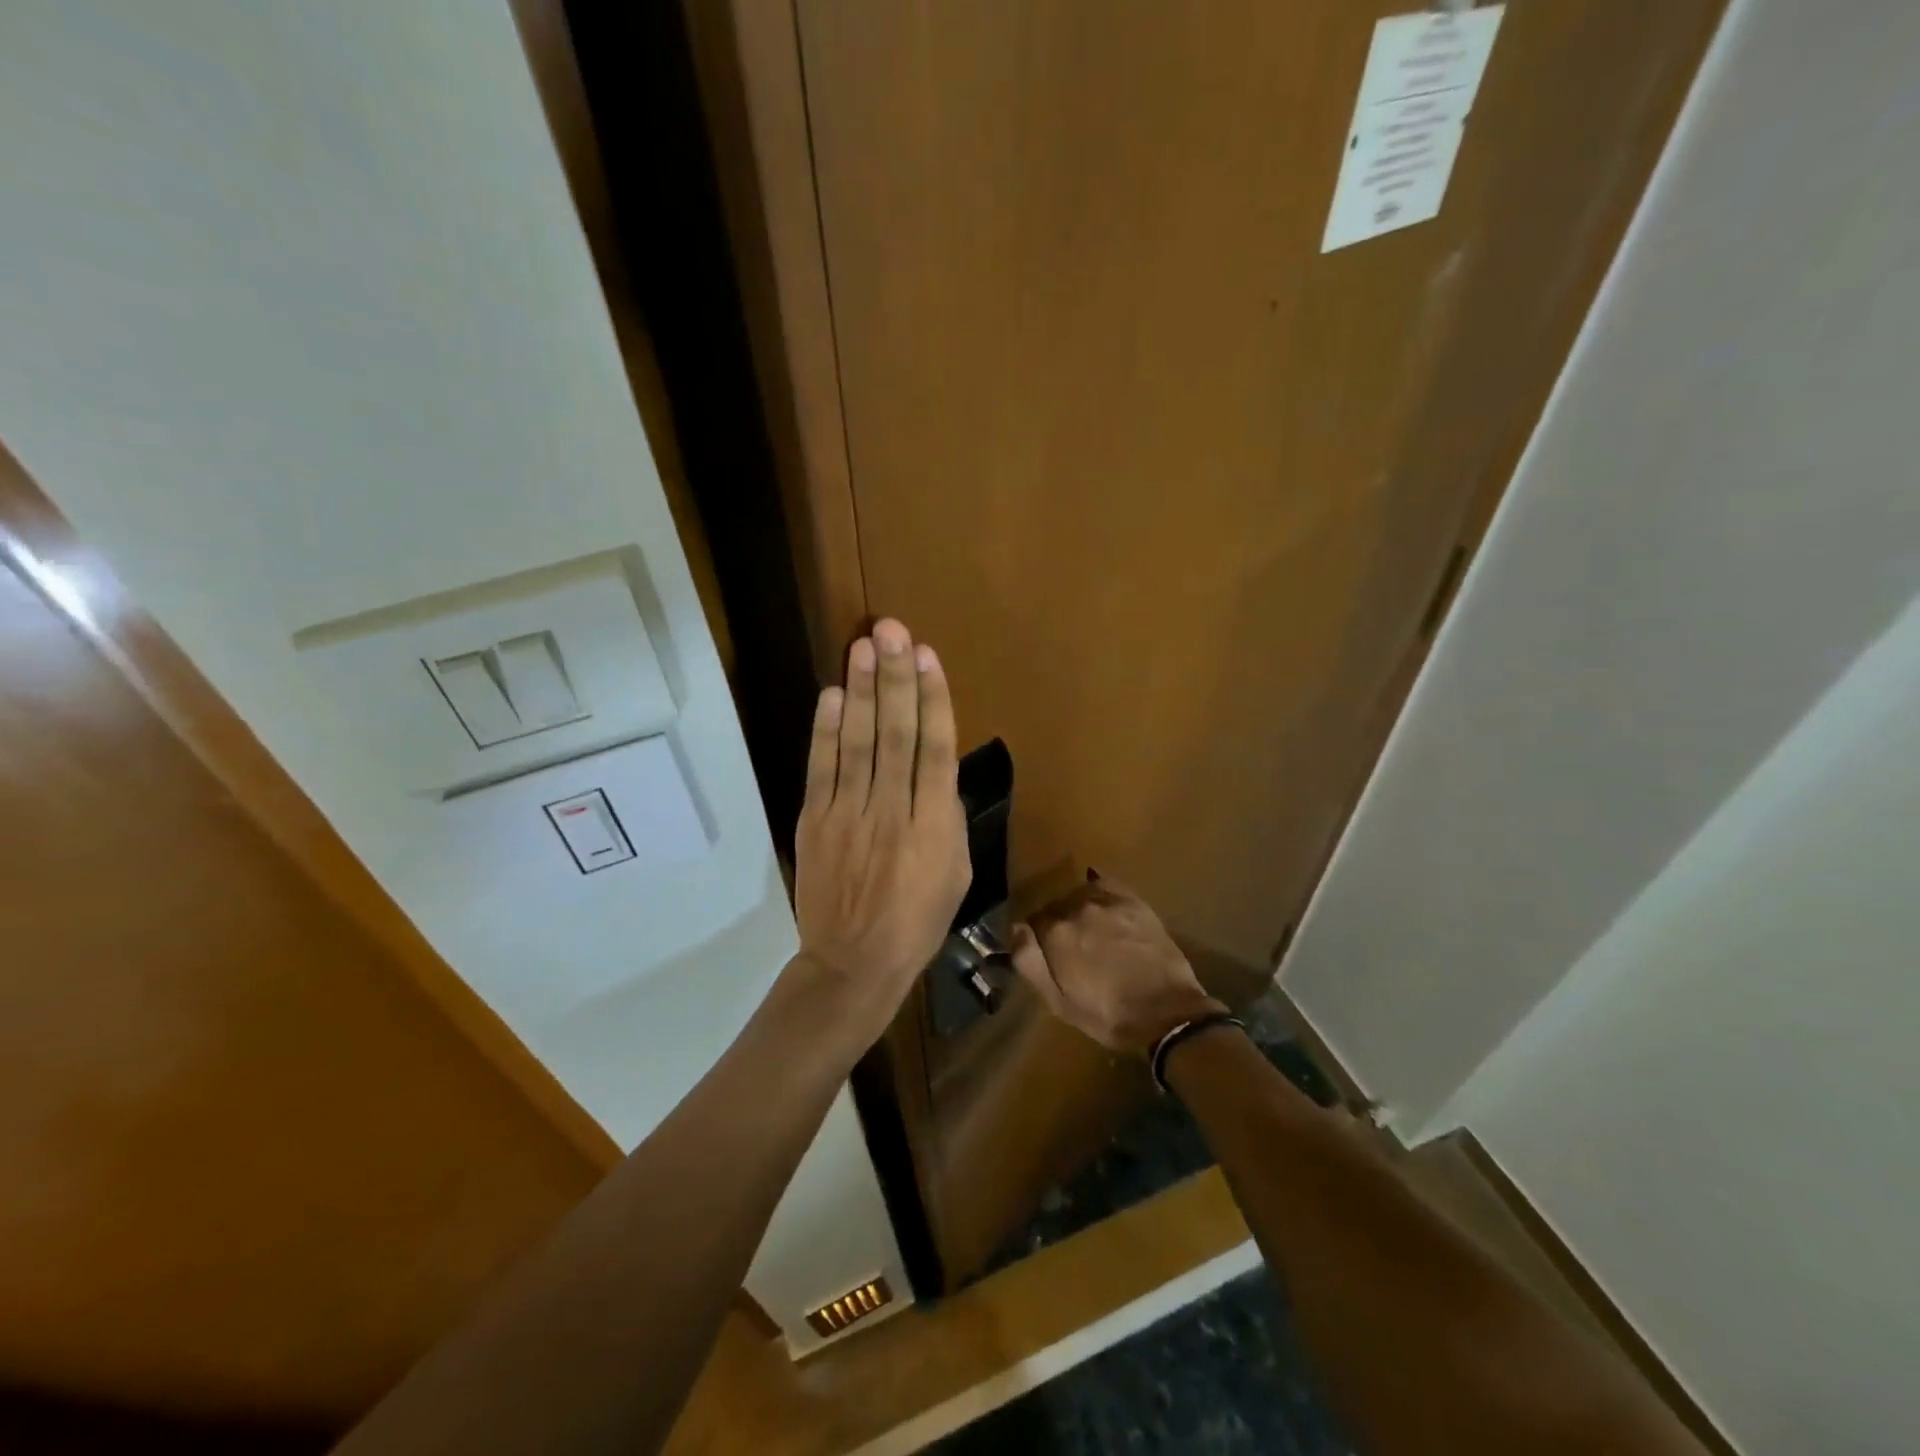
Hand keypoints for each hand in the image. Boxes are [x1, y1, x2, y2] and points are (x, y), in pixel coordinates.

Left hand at [791, 618, 970, 1047]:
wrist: (853, 964)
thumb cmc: (917, 922)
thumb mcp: (956, 875)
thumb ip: (949, 819)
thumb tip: (938, 772)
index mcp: (934, 828)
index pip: (935, 751)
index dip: (933, 700)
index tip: (928, 657)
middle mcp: (891, 812)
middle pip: (895, 736)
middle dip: (895, 679)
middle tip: (892, 630)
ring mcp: (848, 815)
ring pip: (858, 744)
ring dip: (862, 692)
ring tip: (864, 646)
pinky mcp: (815, 822)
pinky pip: (822, 769)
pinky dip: (826, 731)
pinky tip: (833, 695)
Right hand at [1010, 878, 1224, 1056]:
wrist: (1167, 1012)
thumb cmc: (1108, 1015)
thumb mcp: (1058, 1002)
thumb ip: (1029, 962)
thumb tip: (1015, 928)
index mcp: (1055, 933)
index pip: (1031, 922)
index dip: (1037, 939)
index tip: (1047, 955)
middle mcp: (1077, 908)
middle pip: (1055, 907)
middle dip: (1057, 924)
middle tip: (1070, 949)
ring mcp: (1107, 901)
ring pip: (1078, 895)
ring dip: (1077, 909)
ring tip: (1090, 931)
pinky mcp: (1133, 901)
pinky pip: (1105, 883)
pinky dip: (1097, 889)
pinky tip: (1100, 902)